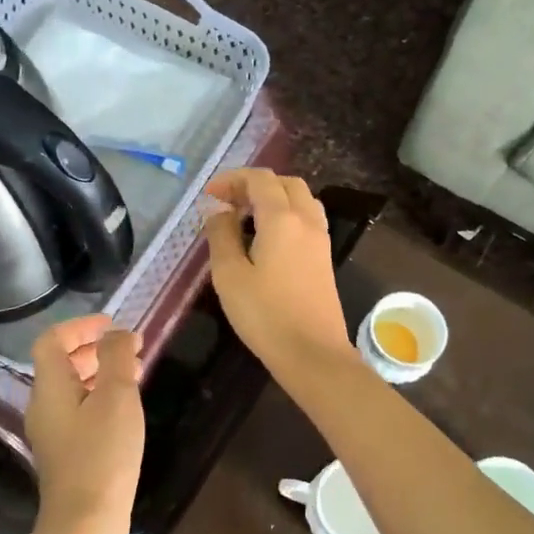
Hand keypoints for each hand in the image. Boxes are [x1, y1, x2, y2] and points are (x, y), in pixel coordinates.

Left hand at [25, 314, 143, 533]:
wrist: (86, 523)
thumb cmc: (102, 453)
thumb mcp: (116, 396)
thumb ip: (117, 357)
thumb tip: (118, 334)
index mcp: (50, 388)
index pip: (52, 341)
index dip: (80, 326)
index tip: (112, 325)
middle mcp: (43, 407)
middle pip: (60, 365)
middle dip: (93, 349)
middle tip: (129, 349)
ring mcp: (52, 433)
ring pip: (72, 389)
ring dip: (99, 374)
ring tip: (134, 374)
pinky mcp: (66, 454)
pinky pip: (79, 412)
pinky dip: (100, 398)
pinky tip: (125, 410)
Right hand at [202, 169, 351, 376]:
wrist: (312, 353)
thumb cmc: (265, 315)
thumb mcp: (230, 275)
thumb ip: (221, 235)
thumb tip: (218, 210)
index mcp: (282, 219)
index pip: (260, 179)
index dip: (233, 179)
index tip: (210, 195)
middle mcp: (306, 221)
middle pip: (285, 183)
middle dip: (254, 185)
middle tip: (227, 203)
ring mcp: (320, 239)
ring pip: (300, 199)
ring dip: (273, 198)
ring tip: (246, 218)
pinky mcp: (324, 258)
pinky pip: (306, 219)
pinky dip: (286, 215)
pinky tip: (267, 238)